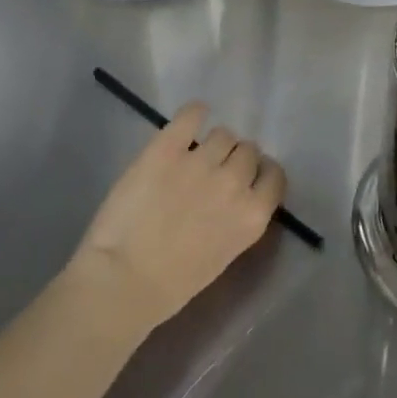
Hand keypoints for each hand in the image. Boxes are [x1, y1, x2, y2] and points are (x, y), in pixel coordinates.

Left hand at [69, 103, 286, 332]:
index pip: (274, 175)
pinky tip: (193, 115)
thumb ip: (237, 219)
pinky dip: (195, 112)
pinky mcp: (167, 148)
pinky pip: (190, 115)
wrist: (122, 281)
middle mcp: (234, 182)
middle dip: (236, 159)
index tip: (248, 178)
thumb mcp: (224, 255)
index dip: (261, 173)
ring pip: (223, 134)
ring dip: (215, 143)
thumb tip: (235, 194)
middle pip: (248, 151)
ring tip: (196, 154)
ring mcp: (200, 161)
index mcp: (252, 215)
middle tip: (215, 171)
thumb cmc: (172, 284)